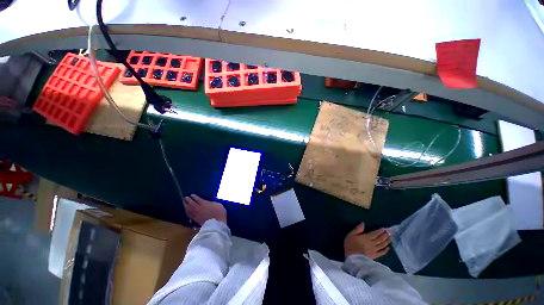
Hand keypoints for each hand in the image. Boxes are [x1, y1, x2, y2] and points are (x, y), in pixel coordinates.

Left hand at [183, 194, 226, 224]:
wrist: (216, 223)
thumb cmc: (219, 212)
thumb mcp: (217, 204)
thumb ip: (212, 203)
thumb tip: (209, 202)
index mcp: (204, 203)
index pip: (197, 199)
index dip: (194, 196)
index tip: (191, 194)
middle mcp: (198, 208)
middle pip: (191, 203)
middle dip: (188, 200)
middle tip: (185, 197)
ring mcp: (196, 214)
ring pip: (189, 209)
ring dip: (186, 206)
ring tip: (184, 203)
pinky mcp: (196, 220)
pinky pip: (190, 215)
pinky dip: (187, 212)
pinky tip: (186, 211)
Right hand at [344, 223, 390, 259]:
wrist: (352, 258)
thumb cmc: (350, 245)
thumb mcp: (351, 234)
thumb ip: (357, 229)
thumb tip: (363, 223)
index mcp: (366, 237)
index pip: (375, 233)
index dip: (380, 231)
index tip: (384, 228)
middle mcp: (372, 243)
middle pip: (380, 239)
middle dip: (385, 235)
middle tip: (390, 232)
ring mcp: (375, 250)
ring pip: (382, 245)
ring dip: (387, 241)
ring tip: (390, 238)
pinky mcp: (375, 256)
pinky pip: (382, 253)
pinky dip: (386, 250)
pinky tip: (388, 248)